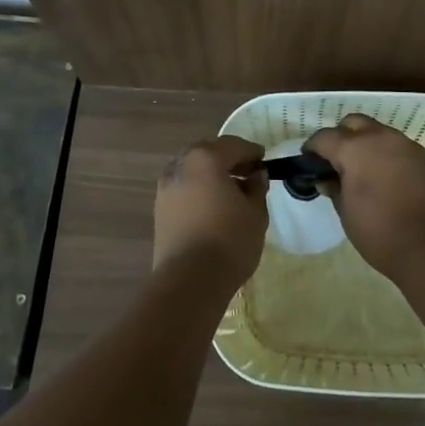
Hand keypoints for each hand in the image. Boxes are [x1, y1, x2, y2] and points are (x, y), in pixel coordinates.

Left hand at [153, 135, 266, 289]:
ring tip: (231, 191)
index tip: (264, 160)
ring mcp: (166, 186)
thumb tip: (256, 176)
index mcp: (206, 158)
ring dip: (211, 173)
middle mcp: (181, 165)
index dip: (252, 152)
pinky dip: (199, 188)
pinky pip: (184, 187)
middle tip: (248, 172)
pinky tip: (213, 204)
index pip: (234, 145)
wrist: (189, 280)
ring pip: (193, 169)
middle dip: (229, 159)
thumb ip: (256, 188)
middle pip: (208, 152)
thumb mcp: (256, 213)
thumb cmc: (229, 241)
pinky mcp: (159, 207)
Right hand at [303, 114, 424, 277]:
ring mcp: (407, 145)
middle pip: (353, 123)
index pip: (325, 137)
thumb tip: (325, 179)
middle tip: (335, 162)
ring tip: (360, 171)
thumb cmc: (381, 232)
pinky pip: (397, 147)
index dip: (312, 148)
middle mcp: (381, 138)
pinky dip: (385, 154)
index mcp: (356, 148)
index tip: (308, 162)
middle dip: (340, 136)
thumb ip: (334, 189)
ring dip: (365, 143)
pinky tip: (384, 178)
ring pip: (378, 132)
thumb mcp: (347, 213)